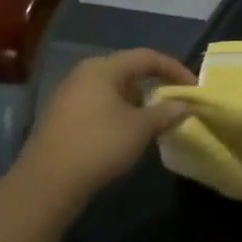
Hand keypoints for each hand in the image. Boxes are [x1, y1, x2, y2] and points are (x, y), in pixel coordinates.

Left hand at [12, 48, 196, 201]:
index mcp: (103, 68)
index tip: (193, 88)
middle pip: (129, 71)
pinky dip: (119, 113)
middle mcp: (84, 74)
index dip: (174, 69)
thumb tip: (185, 105)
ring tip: (154, 123)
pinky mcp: (62, 116)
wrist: (47, 183)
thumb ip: (166, 112)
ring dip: (138, 103)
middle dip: (155, 86)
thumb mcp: (141, 128)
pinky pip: (99, 105)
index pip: (147, 57)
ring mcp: (69, 95)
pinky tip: (127, 134)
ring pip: (113, 90)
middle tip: (174, 104)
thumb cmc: (99, 145)